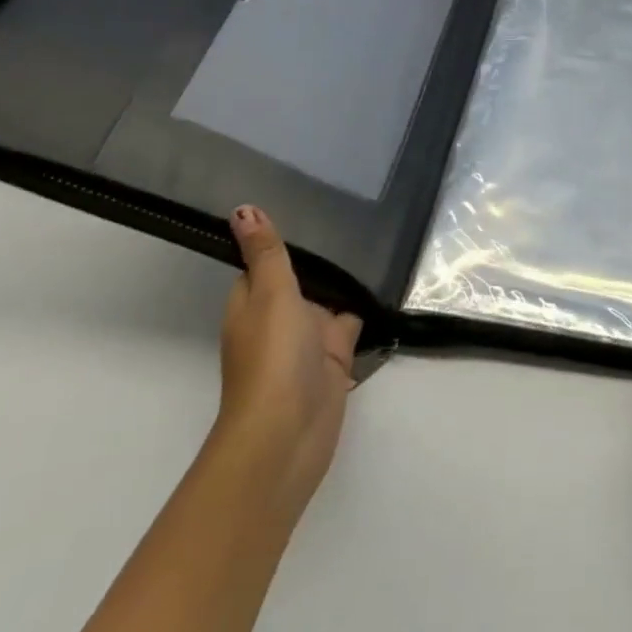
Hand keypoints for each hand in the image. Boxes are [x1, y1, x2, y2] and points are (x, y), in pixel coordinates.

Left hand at [217, 205, 363, 511]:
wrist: (288, 433)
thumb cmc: (272, 357)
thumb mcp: (270, 293)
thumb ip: (266, 252)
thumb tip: (242, 209)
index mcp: (252, 302)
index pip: (264, 262)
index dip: (282, 238)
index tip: (311, 198)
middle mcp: (279, 318)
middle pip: (302, 279)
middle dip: (324, 255)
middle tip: (357, 206)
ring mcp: (309, 339)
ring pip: (330, 299)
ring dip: (348, 279)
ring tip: (380, 233)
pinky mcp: (336, 356)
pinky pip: (352, 321)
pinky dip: (367, 306)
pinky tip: (388, 278)